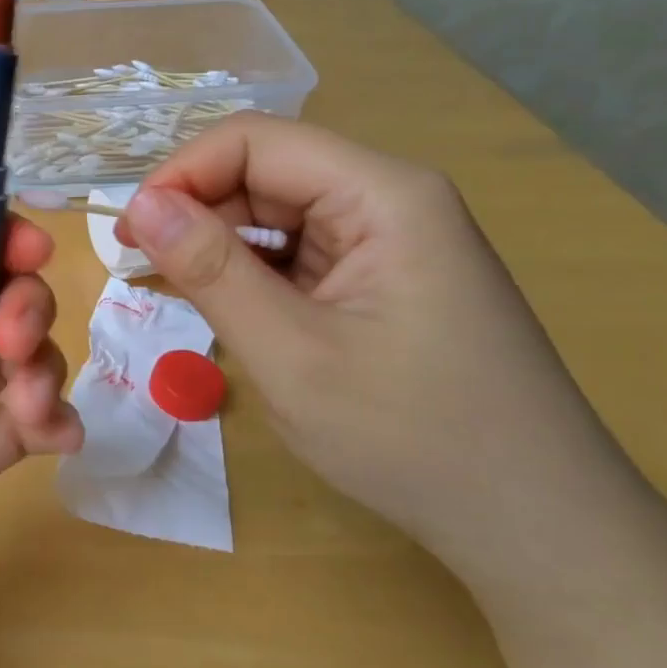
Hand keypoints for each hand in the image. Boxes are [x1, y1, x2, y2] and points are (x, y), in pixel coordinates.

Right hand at [116, 114, 631, 576]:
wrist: (536, 527)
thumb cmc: (415, 439)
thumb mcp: (292, 355)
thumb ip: (212, 271)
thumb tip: (141, 204)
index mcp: (383, 194)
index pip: (256, 140)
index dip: (182, 173)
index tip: (131, 232)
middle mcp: (389, 199)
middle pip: (266, 172)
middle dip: (196, 211)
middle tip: (139, 269)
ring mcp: (389, 240)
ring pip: (277, 214)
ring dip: (219, 246)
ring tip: (174, 292)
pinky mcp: (382, 279)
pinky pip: (298, 254)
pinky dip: (250, 275)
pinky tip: (225, 308)